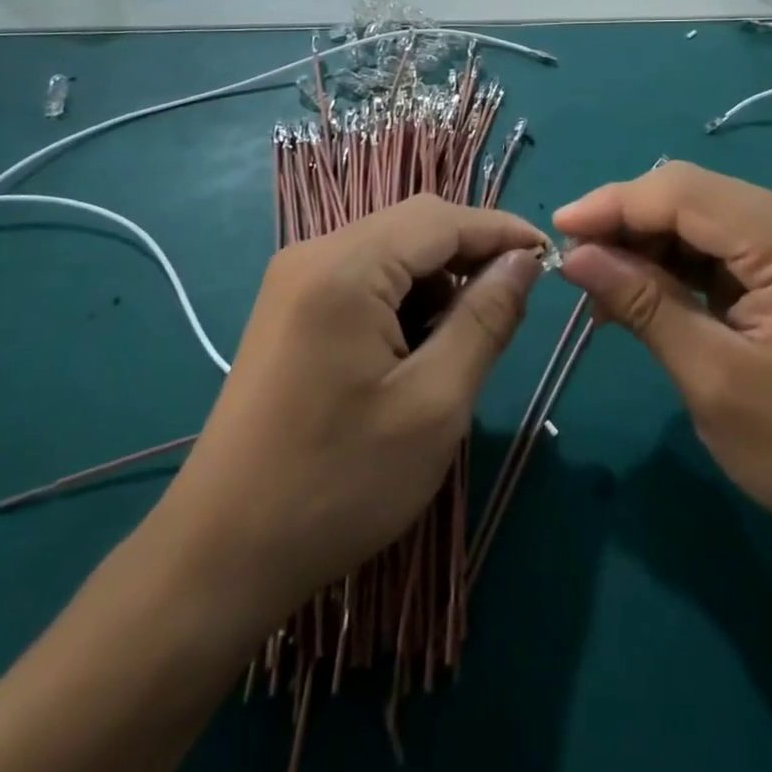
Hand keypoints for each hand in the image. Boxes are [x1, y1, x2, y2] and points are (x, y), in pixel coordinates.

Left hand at [156, 195, 544, 622]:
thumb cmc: (338, 484)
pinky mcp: (289, 306)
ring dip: (437, 278)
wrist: (221, 552)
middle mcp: (314, 253)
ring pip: (390, 249)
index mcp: (345, 267)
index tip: (550, 257)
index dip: (501, 230)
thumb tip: (524, 262)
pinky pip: (363, 274)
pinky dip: (403, 296)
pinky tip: (416, 345)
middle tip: (513, 302)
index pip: (442, 218)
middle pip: (413, 225)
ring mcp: (295, 278)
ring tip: (464, 337)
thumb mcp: (434, 404)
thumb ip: (485, 320)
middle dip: (470, 253)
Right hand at [553, 162, 771, 574]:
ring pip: (707, 219)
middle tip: (576, 267)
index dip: (613, 204)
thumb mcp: (715, 381)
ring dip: (652, 247)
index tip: (557, 230)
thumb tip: (576, 256)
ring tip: (603, 292)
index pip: (682, 192)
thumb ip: (645, 305)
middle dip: (628, 224)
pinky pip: (729, 248)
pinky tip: (647, 297)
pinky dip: (682, 267)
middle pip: (694, 196)